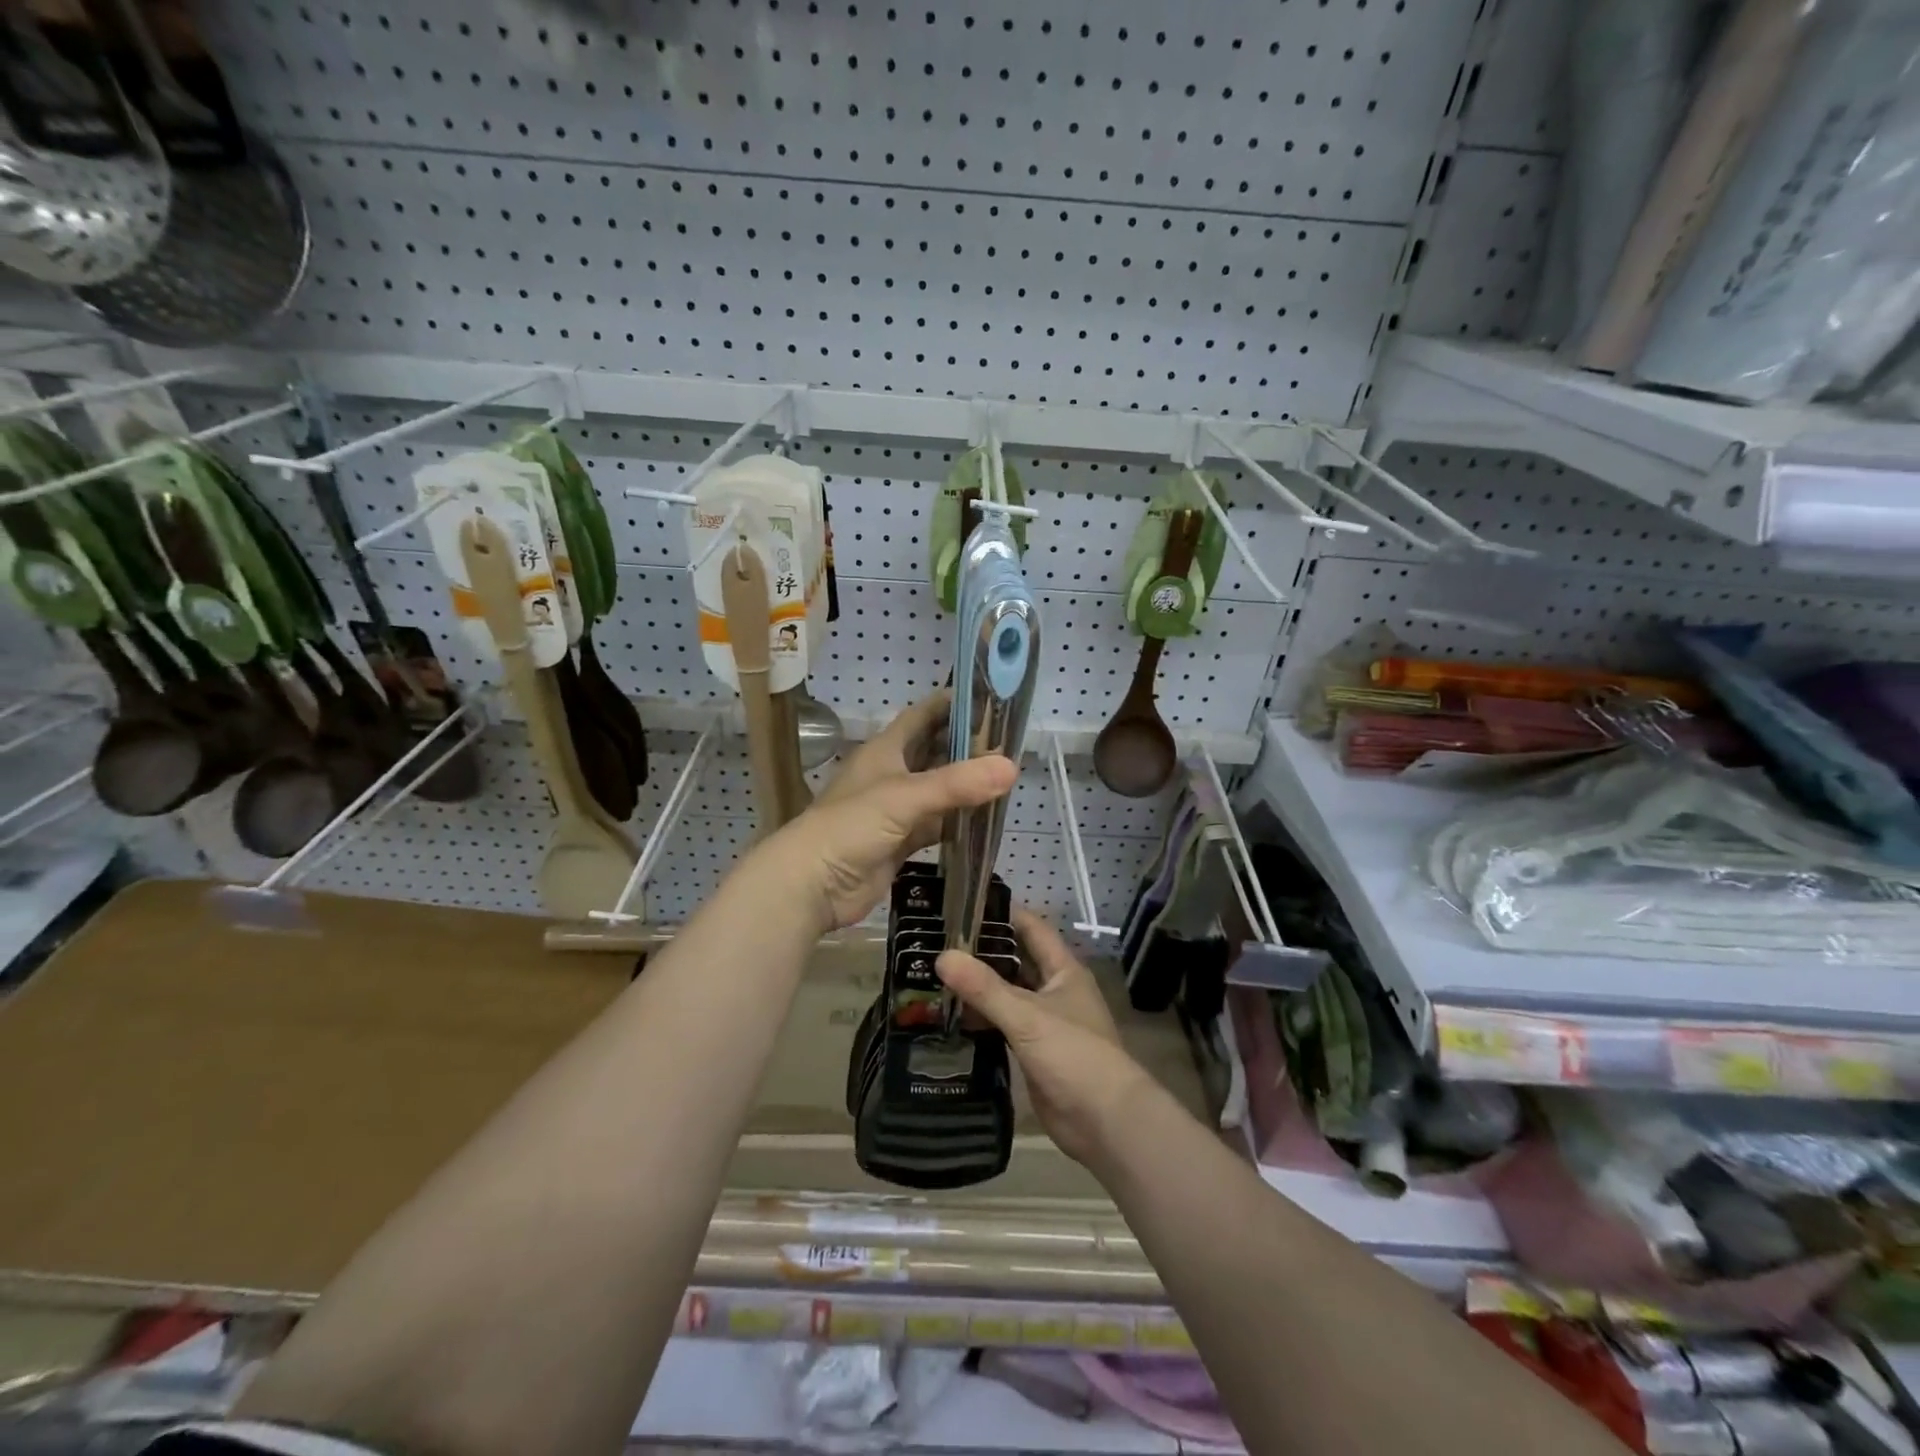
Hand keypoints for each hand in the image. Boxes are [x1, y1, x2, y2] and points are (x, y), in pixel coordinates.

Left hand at [755, 693, 1015, 932]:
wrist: (812, 884)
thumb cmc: (851, 826)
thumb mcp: (905, 797)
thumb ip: (957, 784)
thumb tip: (1012, 767)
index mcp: (885, 750)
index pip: (922, 716)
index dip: (951, 704)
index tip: (989, 697)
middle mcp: (891, 774)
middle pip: (934, 752)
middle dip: (967, 746)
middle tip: (1009, 741)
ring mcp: (895, 810)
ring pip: (938, 791)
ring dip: (965, 785)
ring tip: (1006, 777)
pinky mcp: (899, 842)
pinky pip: (935, 825)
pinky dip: (958, 822)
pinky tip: (985, 820)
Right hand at [936, 909, 1154, 1166]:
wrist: (1104, 1122)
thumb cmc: (1074, 1055)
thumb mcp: (1027, 1016)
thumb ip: (984, 987)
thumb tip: (942, 956)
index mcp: (1063, 970)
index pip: (1032, 928)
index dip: (1003, 913)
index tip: (965, 901)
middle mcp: (1055, 990)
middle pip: (1016, 960)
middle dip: (983, 951)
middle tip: (938, 940)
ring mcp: (1045, 1022)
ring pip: (1008, 994)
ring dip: (979, 987)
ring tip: (935, 974)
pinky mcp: (1034, 1052)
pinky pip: (1003, 1025)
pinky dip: (981, 1019)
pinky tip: (951, 1015)